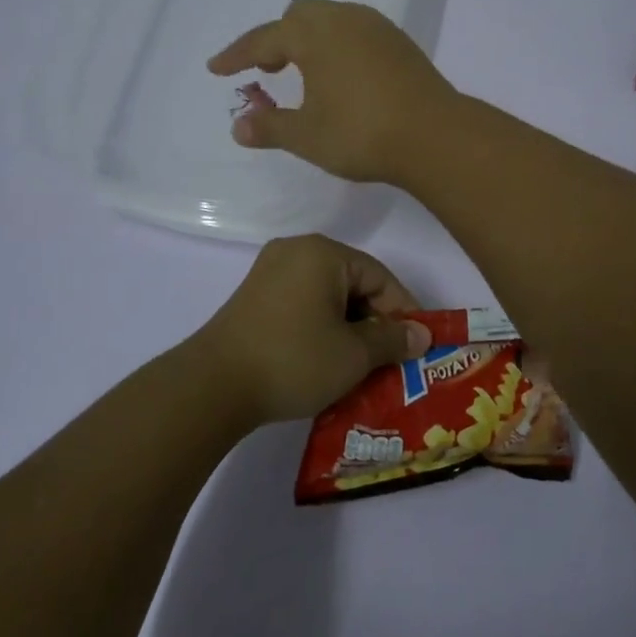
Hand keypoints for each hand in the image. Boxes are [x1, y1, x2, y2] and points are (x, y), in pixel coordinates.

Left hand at [195, 234, 433, 424]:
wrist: (213, 386)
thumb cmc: (294, 360)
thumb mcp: (353, 354)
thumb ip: (392, 339)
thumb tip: (422, 335)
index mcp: (323, 253)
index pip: (380, 276)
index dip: (403, 311)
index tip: (416, 345)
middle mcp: (296, 251)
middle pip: (353, 282)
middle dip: (375, 321)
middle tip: (391, 358)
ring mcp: (270, 272)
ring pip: (328, 295)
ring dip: (349, 327)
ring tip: (362, 364)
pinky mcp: (255, 296)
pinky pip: (303, 303)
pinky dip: (322, 326)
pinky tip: (328, 358)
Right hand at [206, 0, 457, 184]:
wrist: (435, 136)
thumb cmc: (362, 133)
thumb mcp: (307, 136)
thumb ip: (269, 127)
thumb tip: (239, 126)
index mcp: (315, 34)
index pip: (264, 38)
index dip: (237, 55)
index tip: (216, 69)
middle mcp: (345, 19)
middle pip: (299, 15)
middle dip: (276, 39)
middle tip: (267, 70)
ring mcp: (378, 28)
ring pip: (332, 18)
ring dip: (309, 39)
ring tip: (304, 73)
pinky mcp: (401, 43)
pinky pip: (356, 31)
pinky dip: (337, 45)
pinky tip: (342, 76)